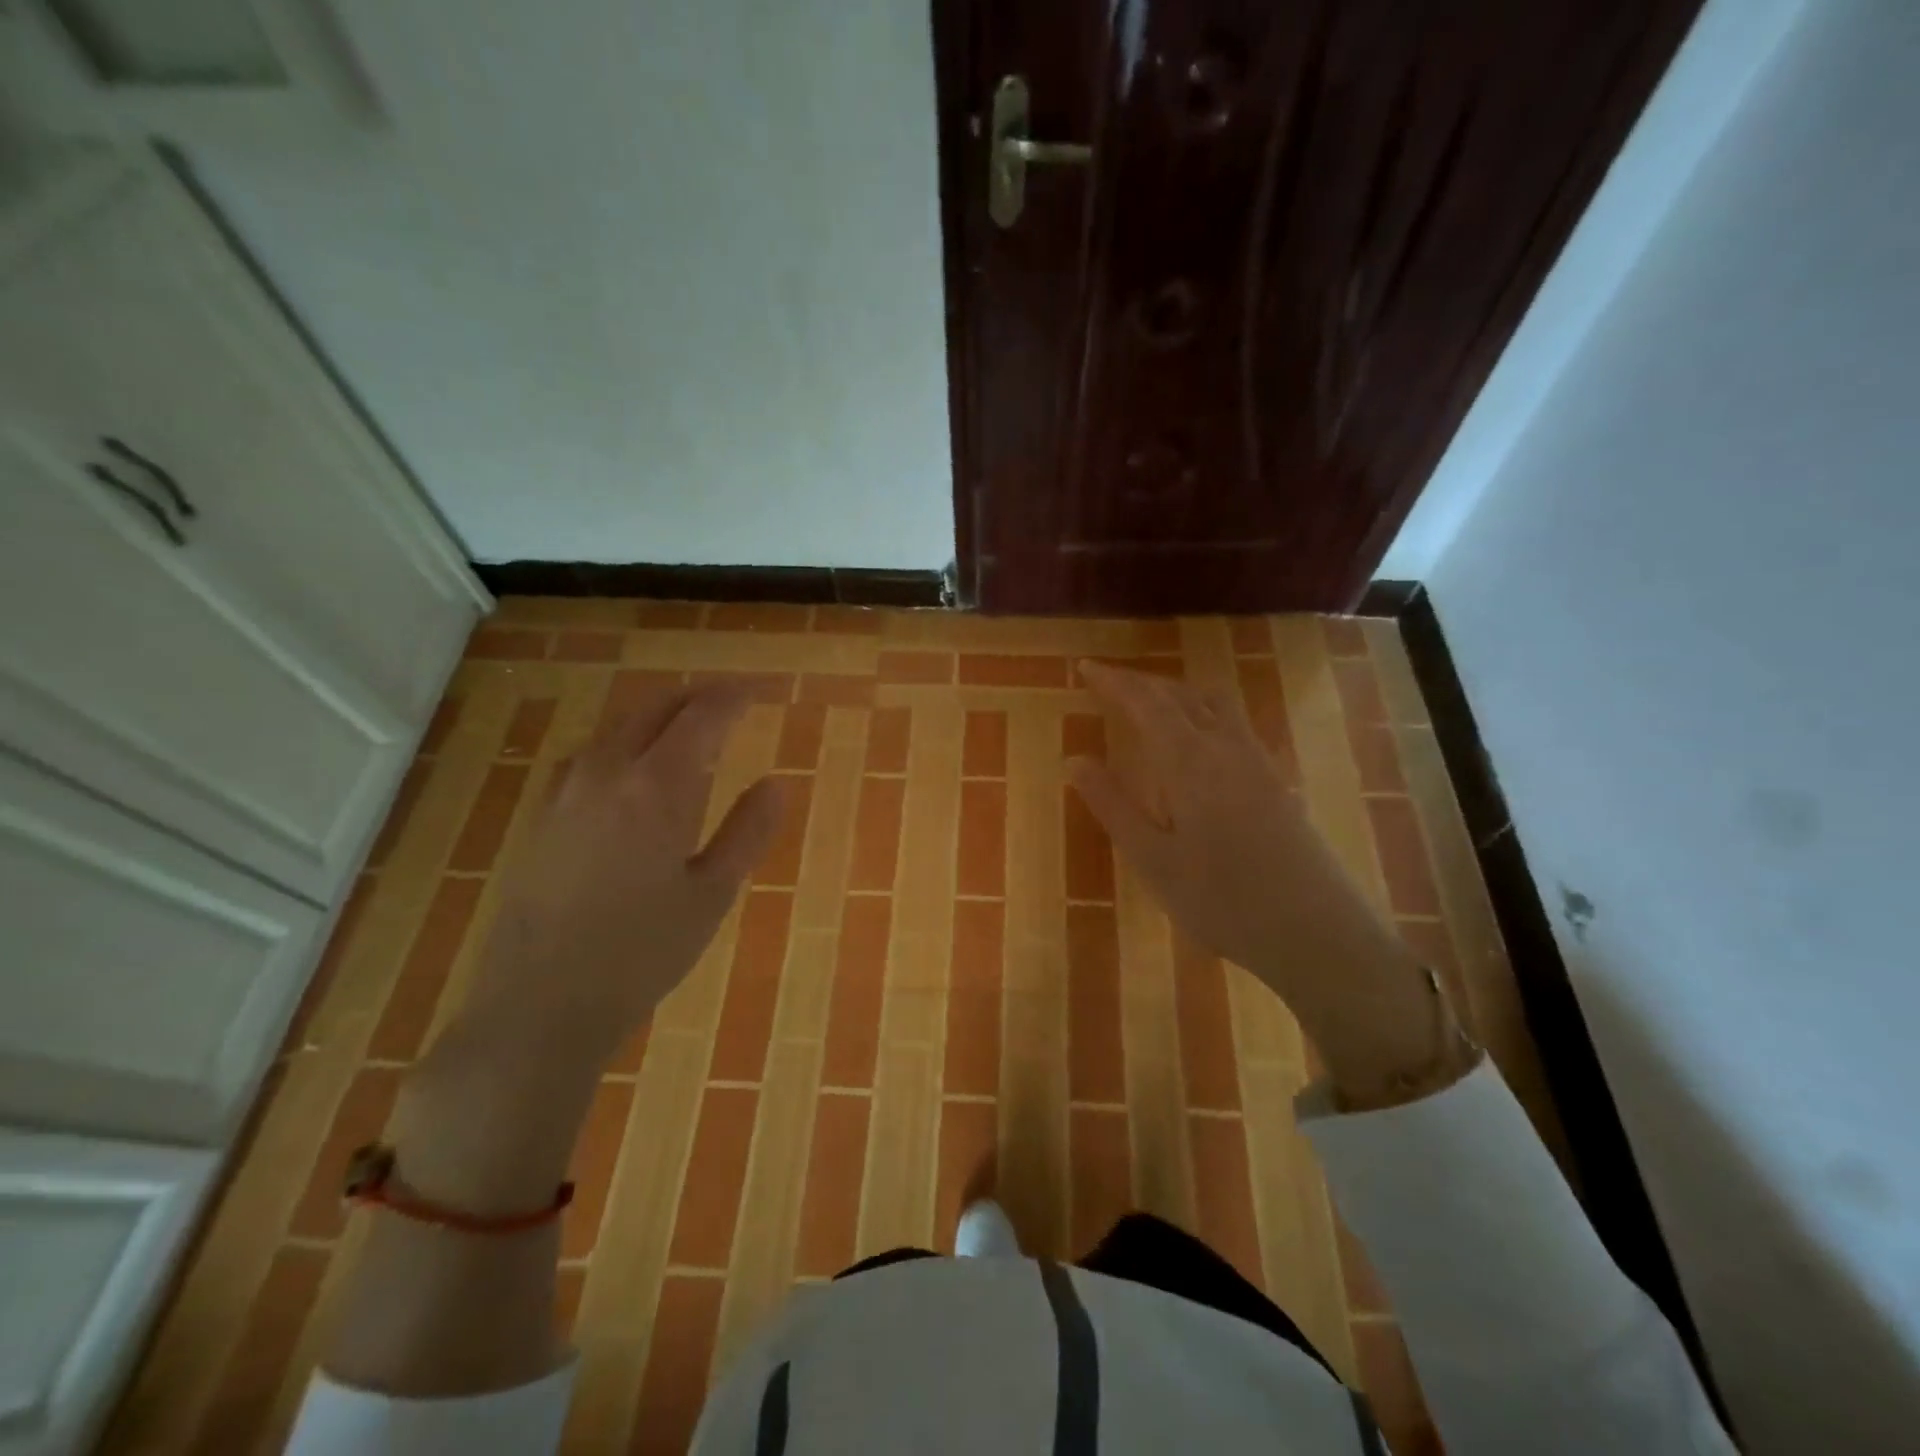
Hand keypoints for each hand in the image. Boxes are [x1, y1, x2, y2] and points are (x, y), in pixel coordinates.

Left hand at [389, 680, 785, 1216]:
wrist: (539, 1005)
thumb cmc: (643, 953)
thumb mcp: (712, 894)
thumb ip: (748, 831)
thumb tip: (776, 783)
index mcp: (657, 787)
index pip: (702, 717)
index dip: (734, 697)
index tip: (759, 690)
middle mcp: (607, 774)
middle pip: (654, 709)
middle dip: (695, 697)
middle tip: (729, 700)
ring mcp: (565, 794)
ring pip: (616, 728)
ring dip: (656, 715)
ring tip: (686, 726)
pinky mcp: (542, 818)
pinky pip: (589, 756)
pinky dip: (622, 742)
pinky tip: (630, 768)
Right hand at [1069, 662, 1470, 1106]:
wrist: (1317, 932)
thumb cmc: (1222, 901)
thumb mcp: (1152, 860)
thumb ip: (1112, 805)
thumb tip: (1074, 759)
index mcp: (1191, 762)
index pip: (1146, 703)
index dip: (1114, 682)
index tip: (1085, 668)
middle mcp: (1227, 748)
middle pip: (1182, 695)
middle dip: (1142, 682)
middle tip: (1108, 682)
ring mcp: (1258, 762)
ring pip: (1214, 704)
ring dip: (1176, 691)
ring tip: (1149, 699)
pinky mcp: (1277, 781)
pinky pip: (1234, 723)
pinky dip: (1203, 710)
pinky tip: (1199, 737)